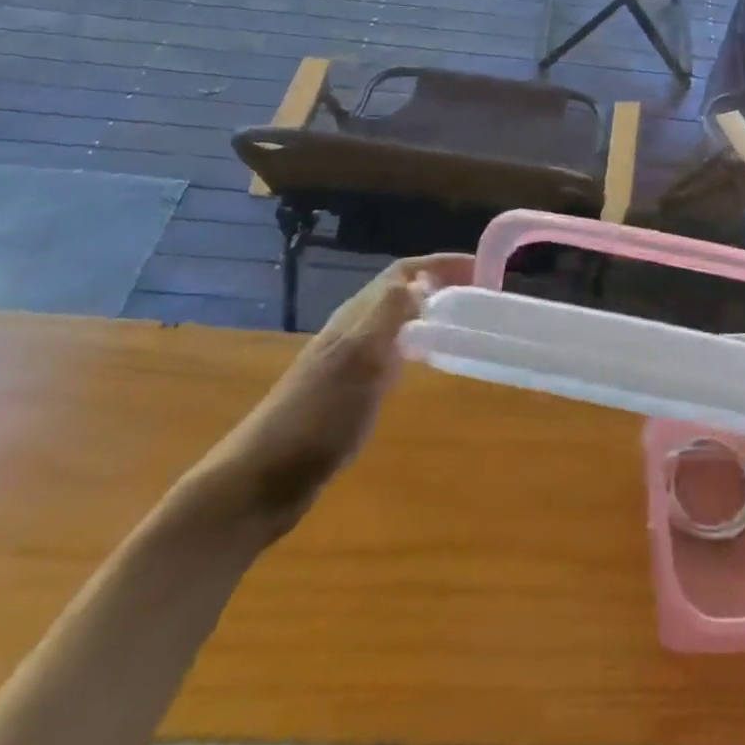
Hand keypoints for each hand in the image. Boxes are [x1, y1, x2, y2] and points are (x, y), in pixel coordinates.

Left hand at [194, 253, 471, 536]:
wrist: (262, 481)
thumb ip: (390, 314)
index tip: (483, 269)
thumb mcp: (358, 359)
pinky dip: (419, 344)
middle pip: (402, 291)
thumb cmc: (315, 417)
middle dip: (442, 283)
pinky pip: (393, 351)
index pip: (404, 271)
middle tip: (483, 294)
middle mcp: (353, 330)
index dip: (442, 264)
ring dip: (432, 311)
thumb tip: (425, 278)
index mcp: (356, 316)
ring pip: (398, 320)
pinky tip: (430, 362)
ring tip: (467, 321)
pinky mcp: (350, 391)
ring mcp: (349, 361)